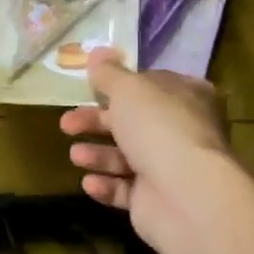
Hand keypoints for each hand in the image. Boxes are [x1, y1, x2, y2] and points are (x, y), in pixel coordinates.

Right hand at [60, 48, 233, 242]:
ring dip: (97, 155)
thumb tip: (98, 53)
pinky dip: (106, 185)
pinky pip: (125, 189)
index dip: (122, 85)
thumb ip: (109, 73)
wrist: (183, 193)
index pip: (153, 85)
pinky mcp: (157, 200)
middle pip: (132, 122)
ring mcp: (172, 168)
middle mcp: (183, 131)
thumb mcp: (128, 89)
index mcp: (187, 97)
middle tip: (66, 124)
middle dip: (95, 122)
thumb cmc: (158, 127)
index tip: (91, 87)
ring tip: (76, 155)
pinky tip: (91, 182)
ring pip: (126, 157)